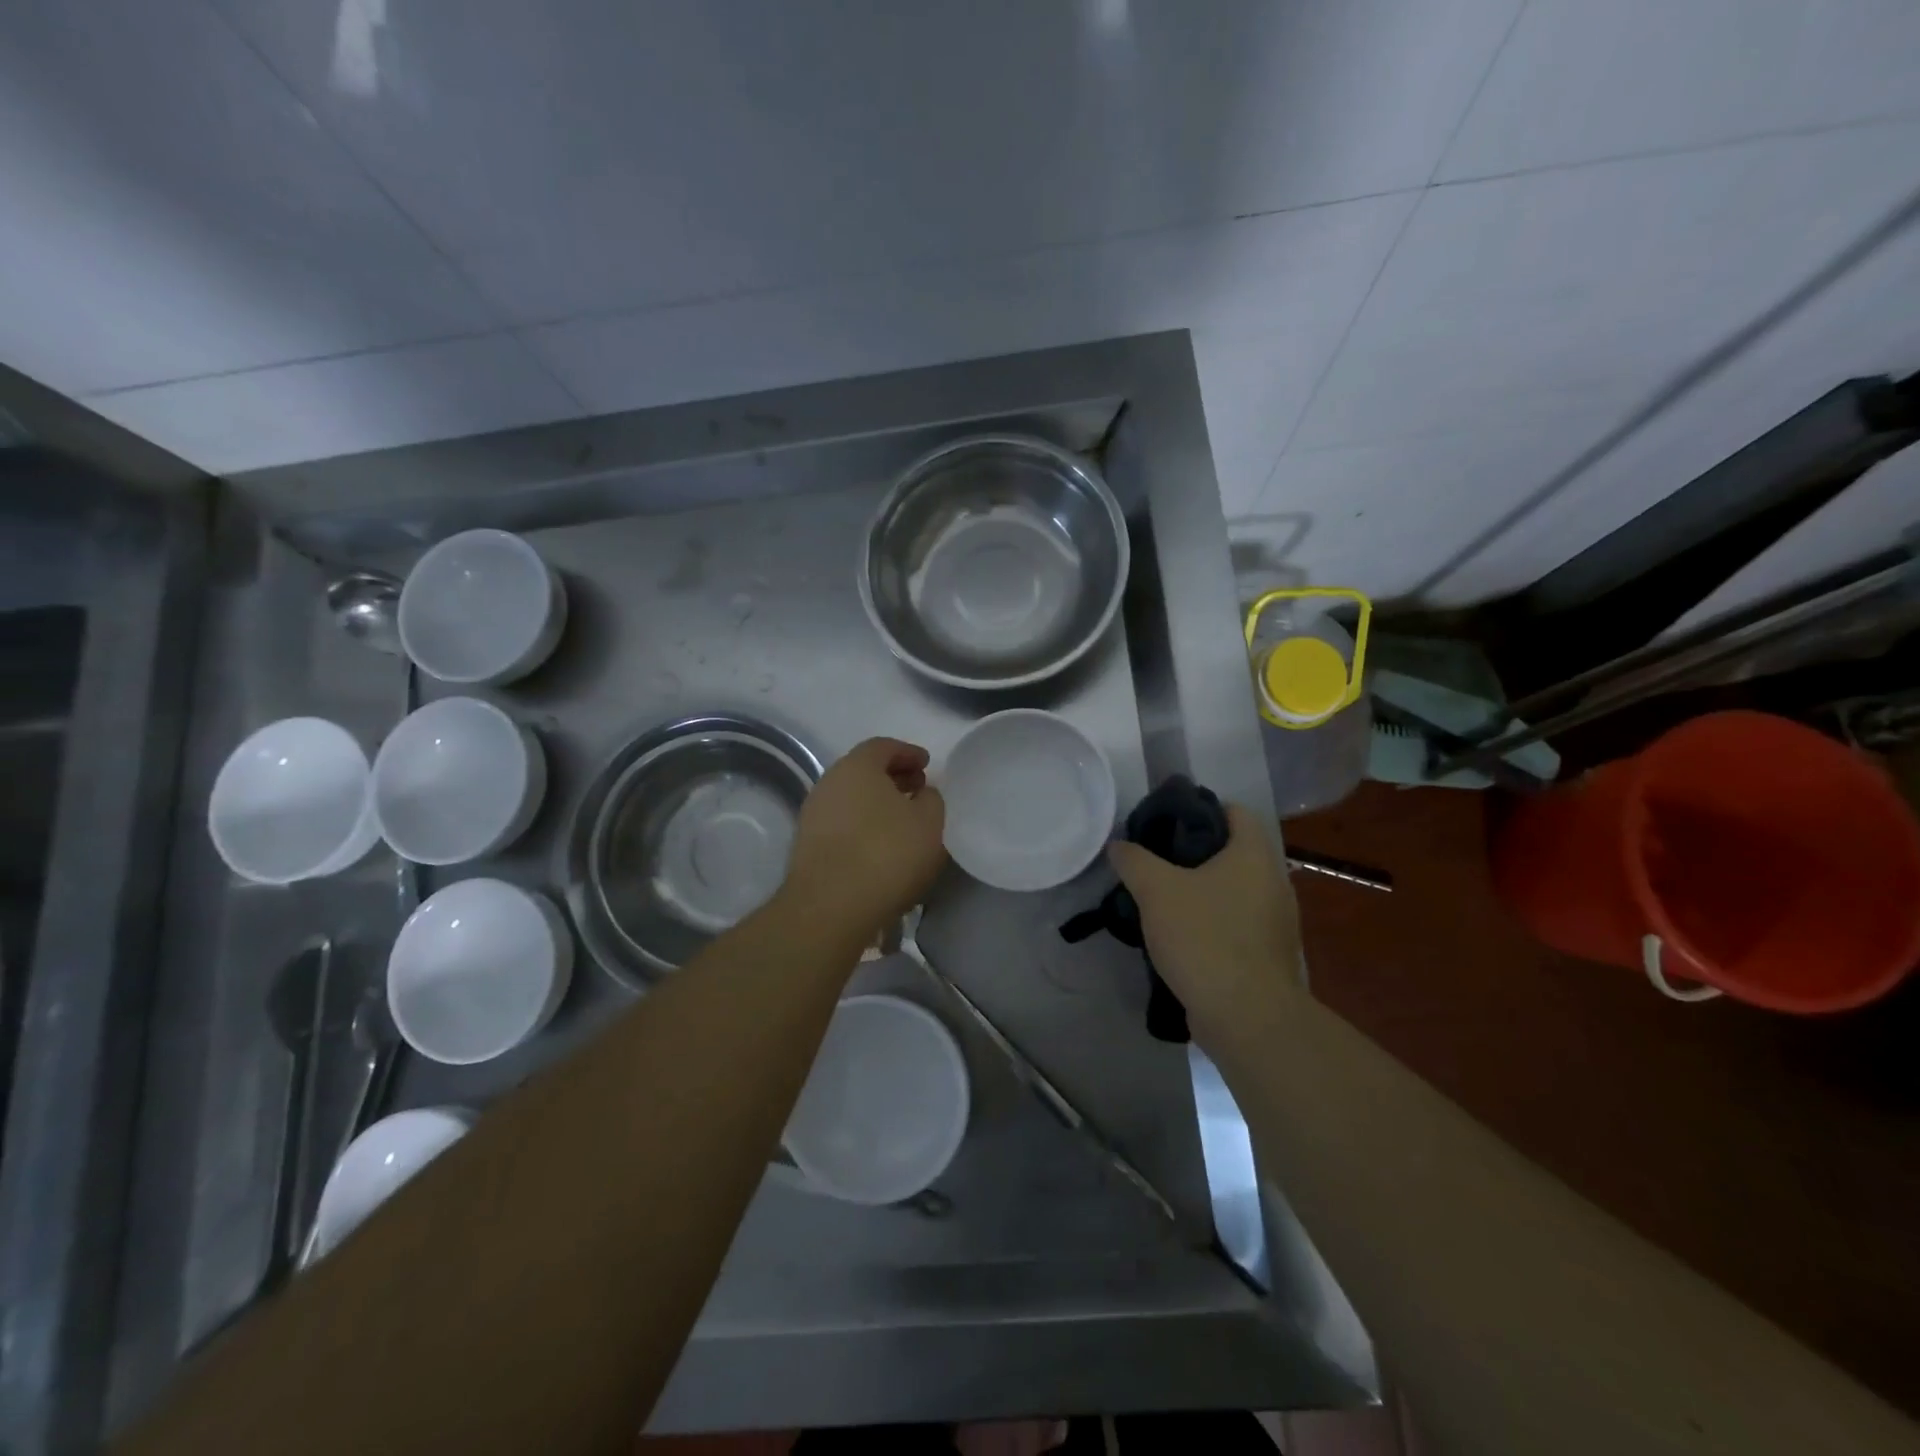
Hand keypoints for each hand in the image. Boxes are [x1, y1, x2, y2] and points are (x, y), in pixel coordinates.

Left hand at [782, 737, 947, 942]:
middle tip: (918, 790)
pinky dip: (862, 825)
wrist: (830, 907)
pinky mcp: (807, 845)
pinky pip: (842, 823)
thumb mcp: (930, 822)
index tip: (927, 765)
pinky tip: (880, 845)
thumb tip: (921, 795)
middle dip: (893, 777)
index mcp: (857, 766)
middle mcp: (829, 782)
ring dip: (877, 803)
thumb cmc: (887, 854)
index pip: (883, 746)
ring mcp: (813, 814)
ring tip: (902, 821)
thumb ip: (931, 799)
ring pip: (851, 798)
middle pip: (864, 770)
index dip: (908, 753)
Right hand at [1108, 803, 1303, 1045]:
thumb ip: (1134, 860)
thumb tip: (1119, 845)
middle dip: (1194, 853)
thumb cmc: (1204, 937)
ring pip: (1234, 890)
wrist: (1246, 1016)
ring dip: (1202, 891)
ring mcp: (1276, 922)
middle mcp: (1274, 882)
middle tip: (1155, 861)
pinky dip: (1212, 922)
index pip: (1234, 811)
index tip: (1165, 822)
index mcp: (1254, 855)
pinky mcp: (1269, 955)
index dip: (1199, 809)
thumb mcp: (1155, 890)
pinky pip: (1237, 924)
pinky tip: (1181, 936)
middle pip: (1233, 851)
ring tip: (1162, 899)